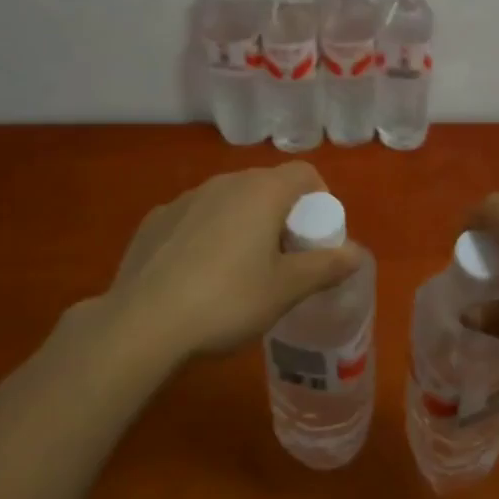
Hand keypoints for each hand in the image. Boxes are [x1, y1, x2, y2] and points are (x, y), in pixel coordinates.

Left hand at [97, 163, 361, 362]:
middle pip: (267, 186)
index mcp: (261, 191)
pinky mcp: (155, 220)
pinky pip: (195, 218)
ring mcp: (185, 198)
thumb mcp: (285, 290)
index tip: (316, 237)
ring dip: (244, 223)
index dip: (320, 199)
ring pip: (229, 200)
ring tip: (240, 270)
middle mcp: (224, 183)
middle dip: (283, 214)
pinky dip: (207, 235)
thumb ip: (325, 267)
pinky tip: (198, 275)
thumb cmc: (227, 301)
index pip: (304, 173)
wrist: (141, 325)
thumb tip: (357, 253)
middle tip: (284, 258)